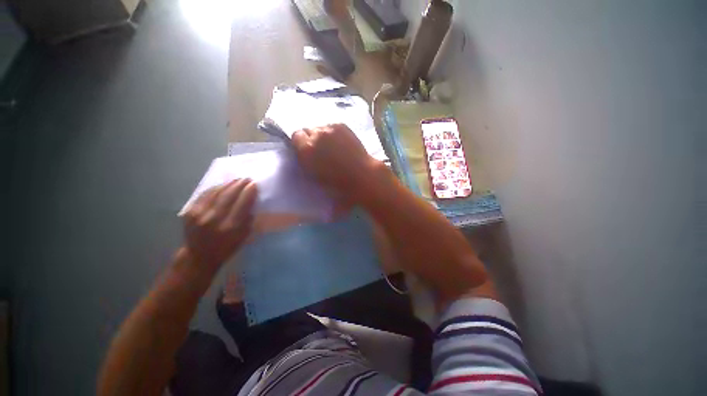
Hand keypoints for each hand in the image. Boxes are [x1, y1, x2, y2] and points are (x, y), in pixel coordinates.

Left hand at [182, 179, 257, 273]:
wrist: (199, 256)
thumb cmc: (227, 247)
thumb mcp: (244, 236)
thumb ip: (248, 218)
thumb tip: (251, 200)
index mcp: (231, 227)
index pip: (242, 203)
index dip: (249, 192)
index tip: (254, 184)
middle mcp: (214, 219)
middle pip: (229, 196)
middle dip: (239, 185)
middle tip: (247, 178)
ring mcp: (199, 214)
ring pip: (216, 193)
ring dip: (228, 184)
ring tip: (236, 180)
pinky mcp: (189, 212)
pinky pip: (204, 195)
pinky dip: (215, 188)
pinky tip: (222, 185)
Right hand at [292, 124, 382, 203]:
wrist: (360, 174)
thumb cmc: (336, 181)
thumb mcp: (313, 174)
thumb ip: (305, 158)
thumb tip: (304, 149)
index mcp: (306, 149)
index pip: (296, 135)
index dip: (301, 142)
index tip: (307, 149)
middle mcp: (315, 135)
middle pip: (307, 129)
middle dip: (311, 138)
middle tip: (320, 148)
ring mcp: (329, 128)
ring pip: (320, 127)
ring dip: (322, 135)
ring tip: (333, 145)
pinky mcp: (341, 125)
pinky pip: (332, 126)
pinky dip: (333, 133)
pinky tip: (341, 142)